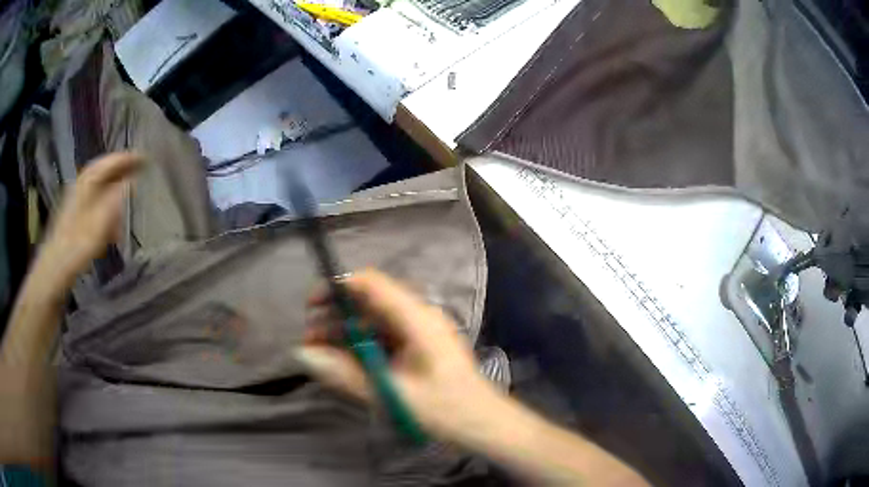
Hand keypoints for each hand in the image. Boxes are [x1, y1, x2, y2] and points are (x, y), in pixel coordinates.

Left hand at [39, 152, 141, 281]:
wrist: (56, 266)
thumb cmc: (79, 243)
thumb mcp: (101, 220)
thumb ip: (116, 199)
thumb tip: (131, 182)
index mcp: (88, 181)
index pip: (110, 162)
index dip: (128, 158)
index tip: (145, 157)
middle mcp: (81, 184)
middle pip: (103, 171)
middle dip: (120, 170)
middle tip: (137, 171)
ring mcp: (75, 199)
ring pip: (98, 186)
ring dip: (113, 187)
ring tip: (126, 195)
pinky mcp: (73, 215)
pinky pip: (93, 200)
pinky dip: (105, 202)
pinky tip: (110, 219)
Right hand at [297, 268, 500, 438]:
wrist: (484, 424)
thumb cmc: (445, 410)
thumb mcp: (391, 394)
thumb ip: (345, 373)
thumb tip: (304, 353)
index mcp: (417, 318)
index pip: (371, 283)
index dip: (338, 287)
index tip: (311, 307)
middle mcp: (418, 316)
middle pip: (369, 301)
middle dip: (336, 315)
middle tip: (310, 340)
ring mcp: (419, 331)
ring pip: (373, 320)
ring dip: (345, 332)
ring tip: (320, 352)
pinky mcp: (418, 346)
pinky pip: (383, 336)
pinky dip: (360, 345)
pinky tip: (344, 361)